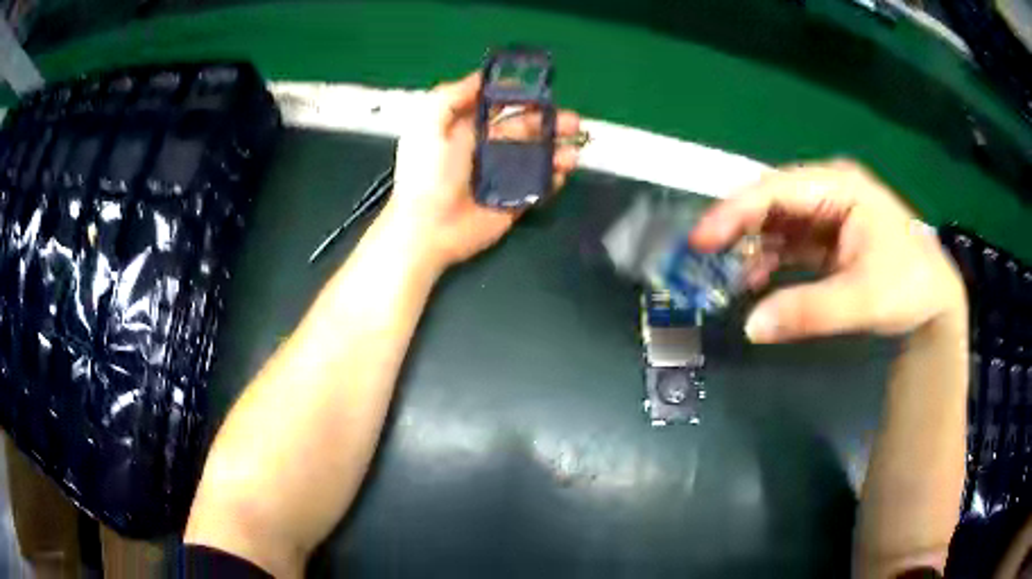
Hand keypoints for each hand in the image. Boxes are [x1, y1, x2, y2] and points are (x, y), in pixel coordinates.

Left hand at [383, 71, 580, 268]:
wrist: (429, 229)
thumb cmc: (427, 173)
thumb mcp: (428, 123)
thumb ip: (451, 95)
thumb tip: (481, 76)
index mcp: (467, 128)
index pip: (501, 106)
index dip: (522, 97)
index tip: (544, 91)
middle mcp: (487, 149)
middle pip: (526, 130)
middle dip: (551, 123)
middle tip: (573, 122)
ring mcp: (502, 177)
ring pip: (538, 157)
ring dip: (558, 151)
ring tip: (574, 152)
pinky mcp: (512, 202)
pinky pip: (539, 188)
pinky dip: (553, 180)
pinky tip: (561, 174)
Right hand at [690, 160, 965, 342]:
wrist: (934, 299)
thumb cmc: (907, 286)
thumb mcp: (862, 300)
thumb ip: (808, 312)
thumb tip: (751, 327)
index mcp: (840, 187)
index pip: (777, 190)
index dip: (736, 211)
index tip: (700, 239)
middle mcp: (829, 190)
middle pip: (772, 200)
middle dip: (738, 225)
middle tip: (701, 255)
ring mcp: (828, 212)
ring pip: (777, 221)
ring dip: (752, 245)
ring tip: (725, 273)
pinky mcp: (828, 236)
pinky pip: (790, 241)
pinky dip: (770, 259)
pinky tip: (755, 280)